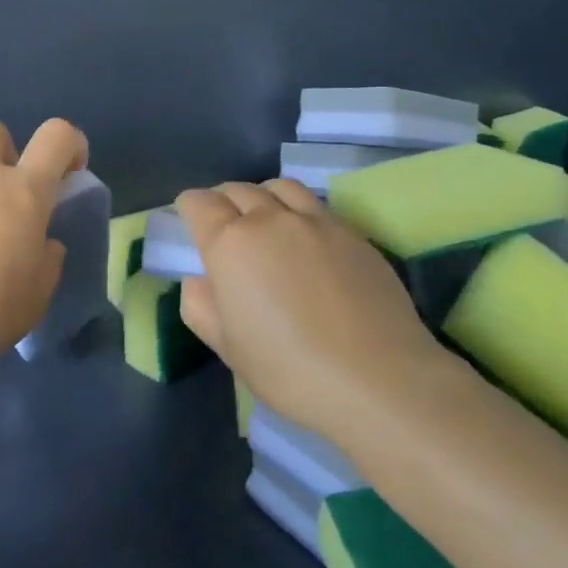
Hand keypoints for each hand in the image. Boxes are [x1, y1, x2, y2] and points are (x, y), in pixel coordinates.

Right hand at [175, 179, 441, 437]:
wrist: (379, 379)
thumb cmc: (289, 369)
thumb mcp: (227, 347)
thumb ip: (201, 307)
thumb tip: (200, 281)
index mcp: (230, 244)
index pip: (199, 203)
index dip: (188, 207)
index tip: (189, 220)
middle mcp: (270, 220)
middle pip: (238, 189)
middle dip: (222, 200)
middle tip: (222, 223)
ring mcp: (316, 222)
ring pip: (280, 187)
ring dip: (262, 196)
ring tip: (264, 218)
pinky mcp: (353, 233)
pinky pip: (316, 206)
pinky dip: (298, 211)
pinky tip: (305, 239)